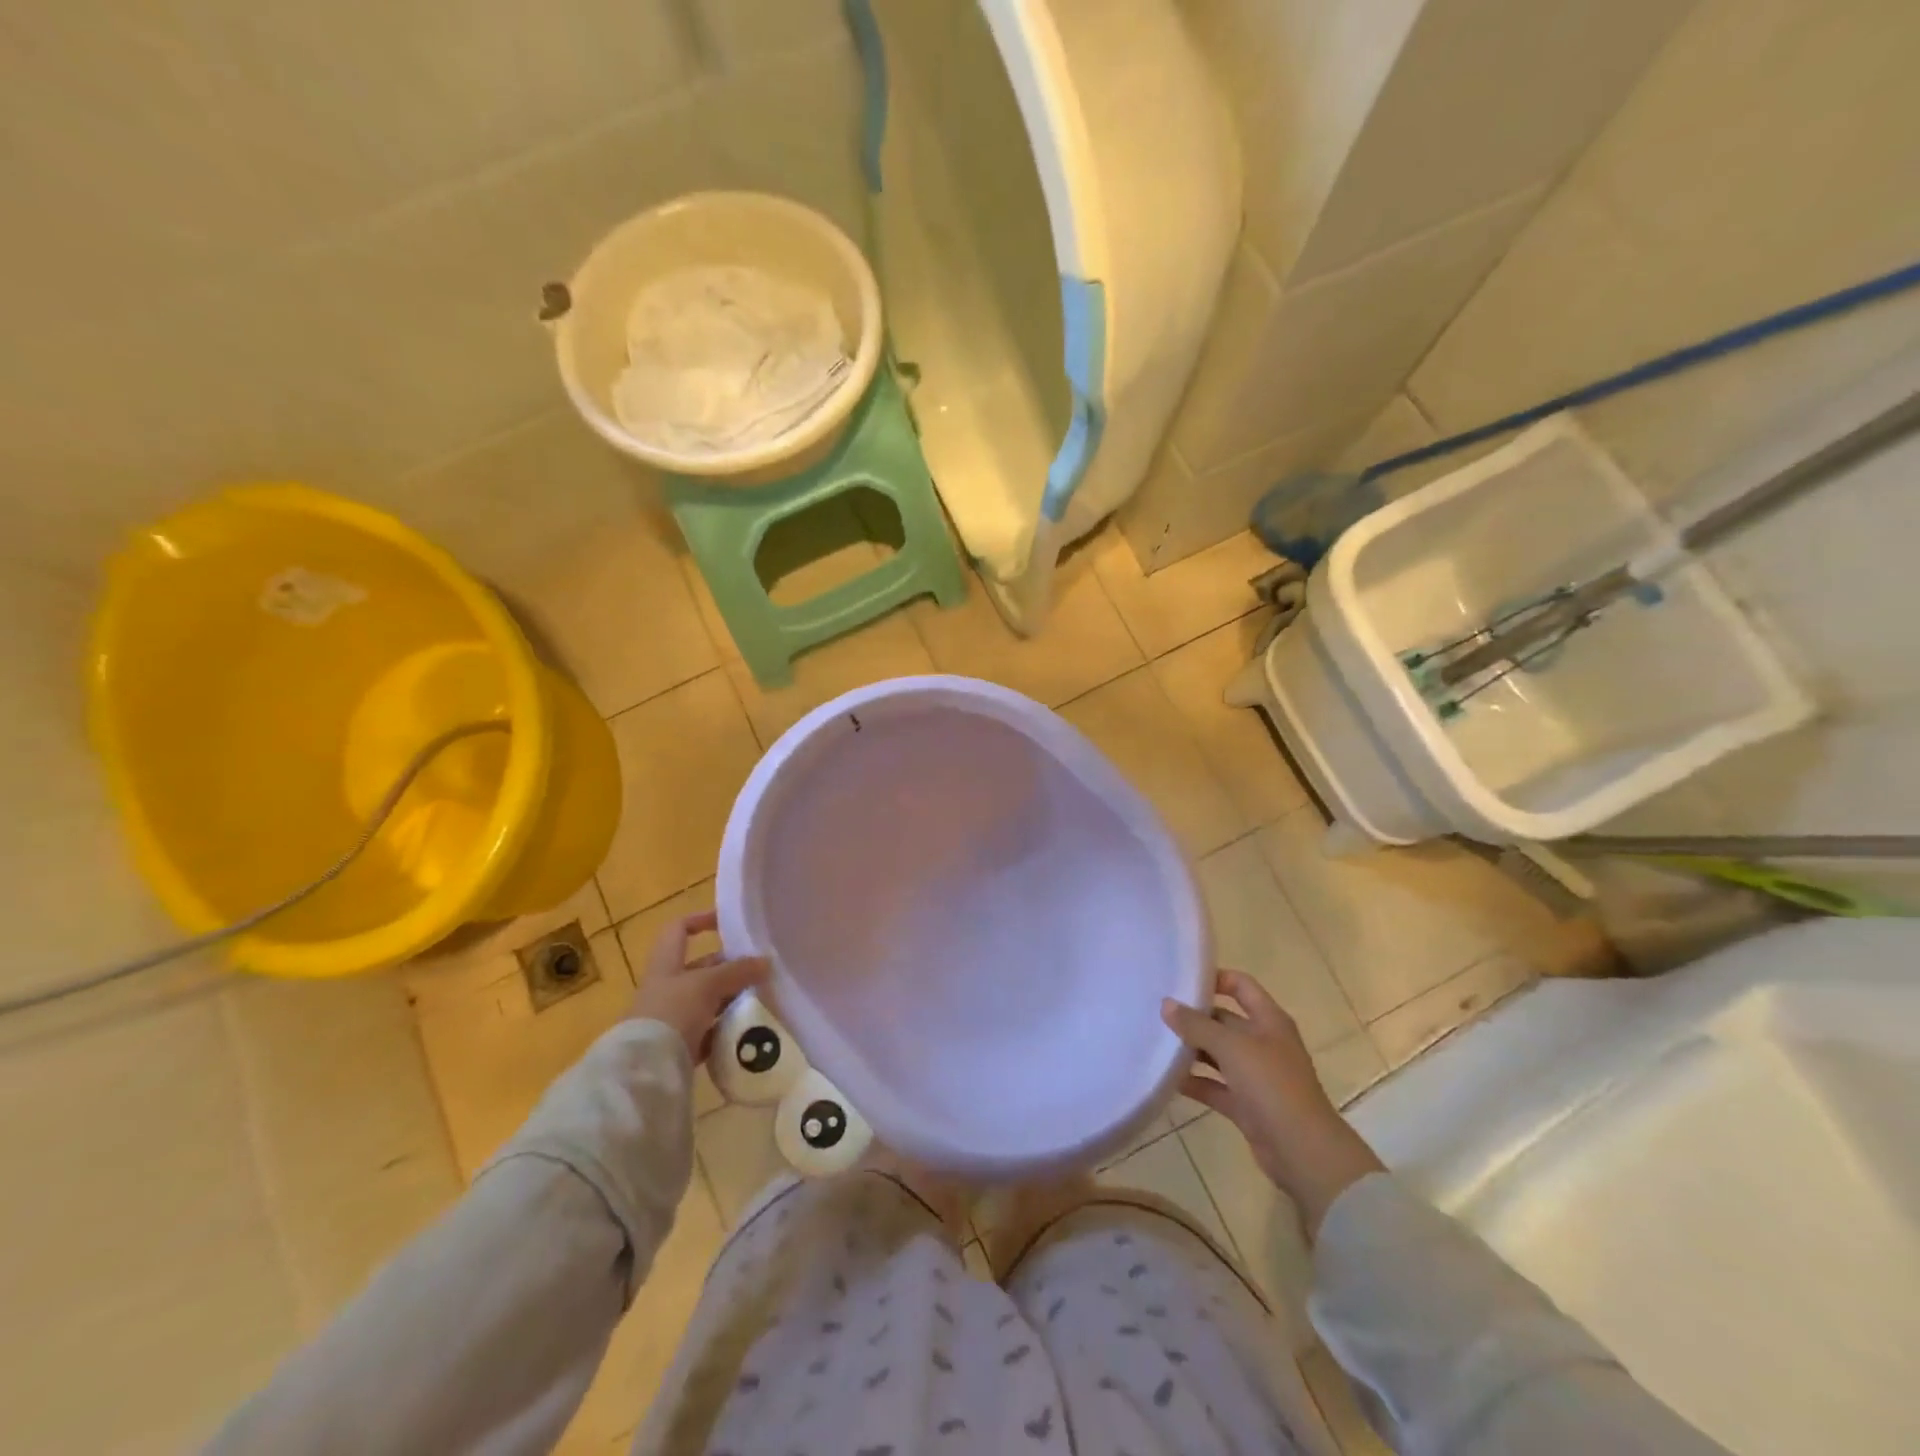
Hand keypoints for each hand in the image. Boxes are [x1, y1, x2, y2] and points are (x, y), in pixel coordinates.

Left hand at [630, 911, 767, 1063]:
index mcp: (666, 964)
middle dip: (729, 968)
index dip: (701, 920)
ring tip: (759, 999)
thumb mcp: (708, 984)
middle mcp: (666, 987)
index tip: (729, 923)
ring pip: (706, 1001)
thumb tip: (767, 962)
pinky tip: (745, 1030)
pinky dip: (724, 1029)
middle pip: (700, 969)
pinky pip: (707, 1032)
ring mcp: (671, 1018)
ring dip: (730, 999)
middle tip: (758, 970)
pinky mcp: (679, 1046)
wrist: (645, 1069)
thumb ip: (738, 971)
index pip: (679, 930)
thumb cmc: (672, 1012)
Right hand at [1162, 969, 1383, 1235]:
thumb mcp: (1232, 1047)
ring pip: (1218, 1054)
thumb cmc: (1271, 1085)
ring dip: (1192, 1050)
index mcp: (1269, 1020)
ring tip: (1157, 1042)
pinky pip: (1215, 1086)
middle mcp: (1263, 1042)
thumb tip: (1166, 1004)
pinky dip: (1196, 1082)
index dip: (1215, 978)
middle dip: (1195, 1017)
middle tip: (1157, 1012)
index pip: (1241, 986)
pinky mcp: (1247, 1104)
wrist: (1303, 1151)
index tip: (1181, 980)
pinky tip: (1168, 1079)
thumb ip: (1196, 1025)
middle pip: (1225, 1020)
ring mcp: (1256, 1075)